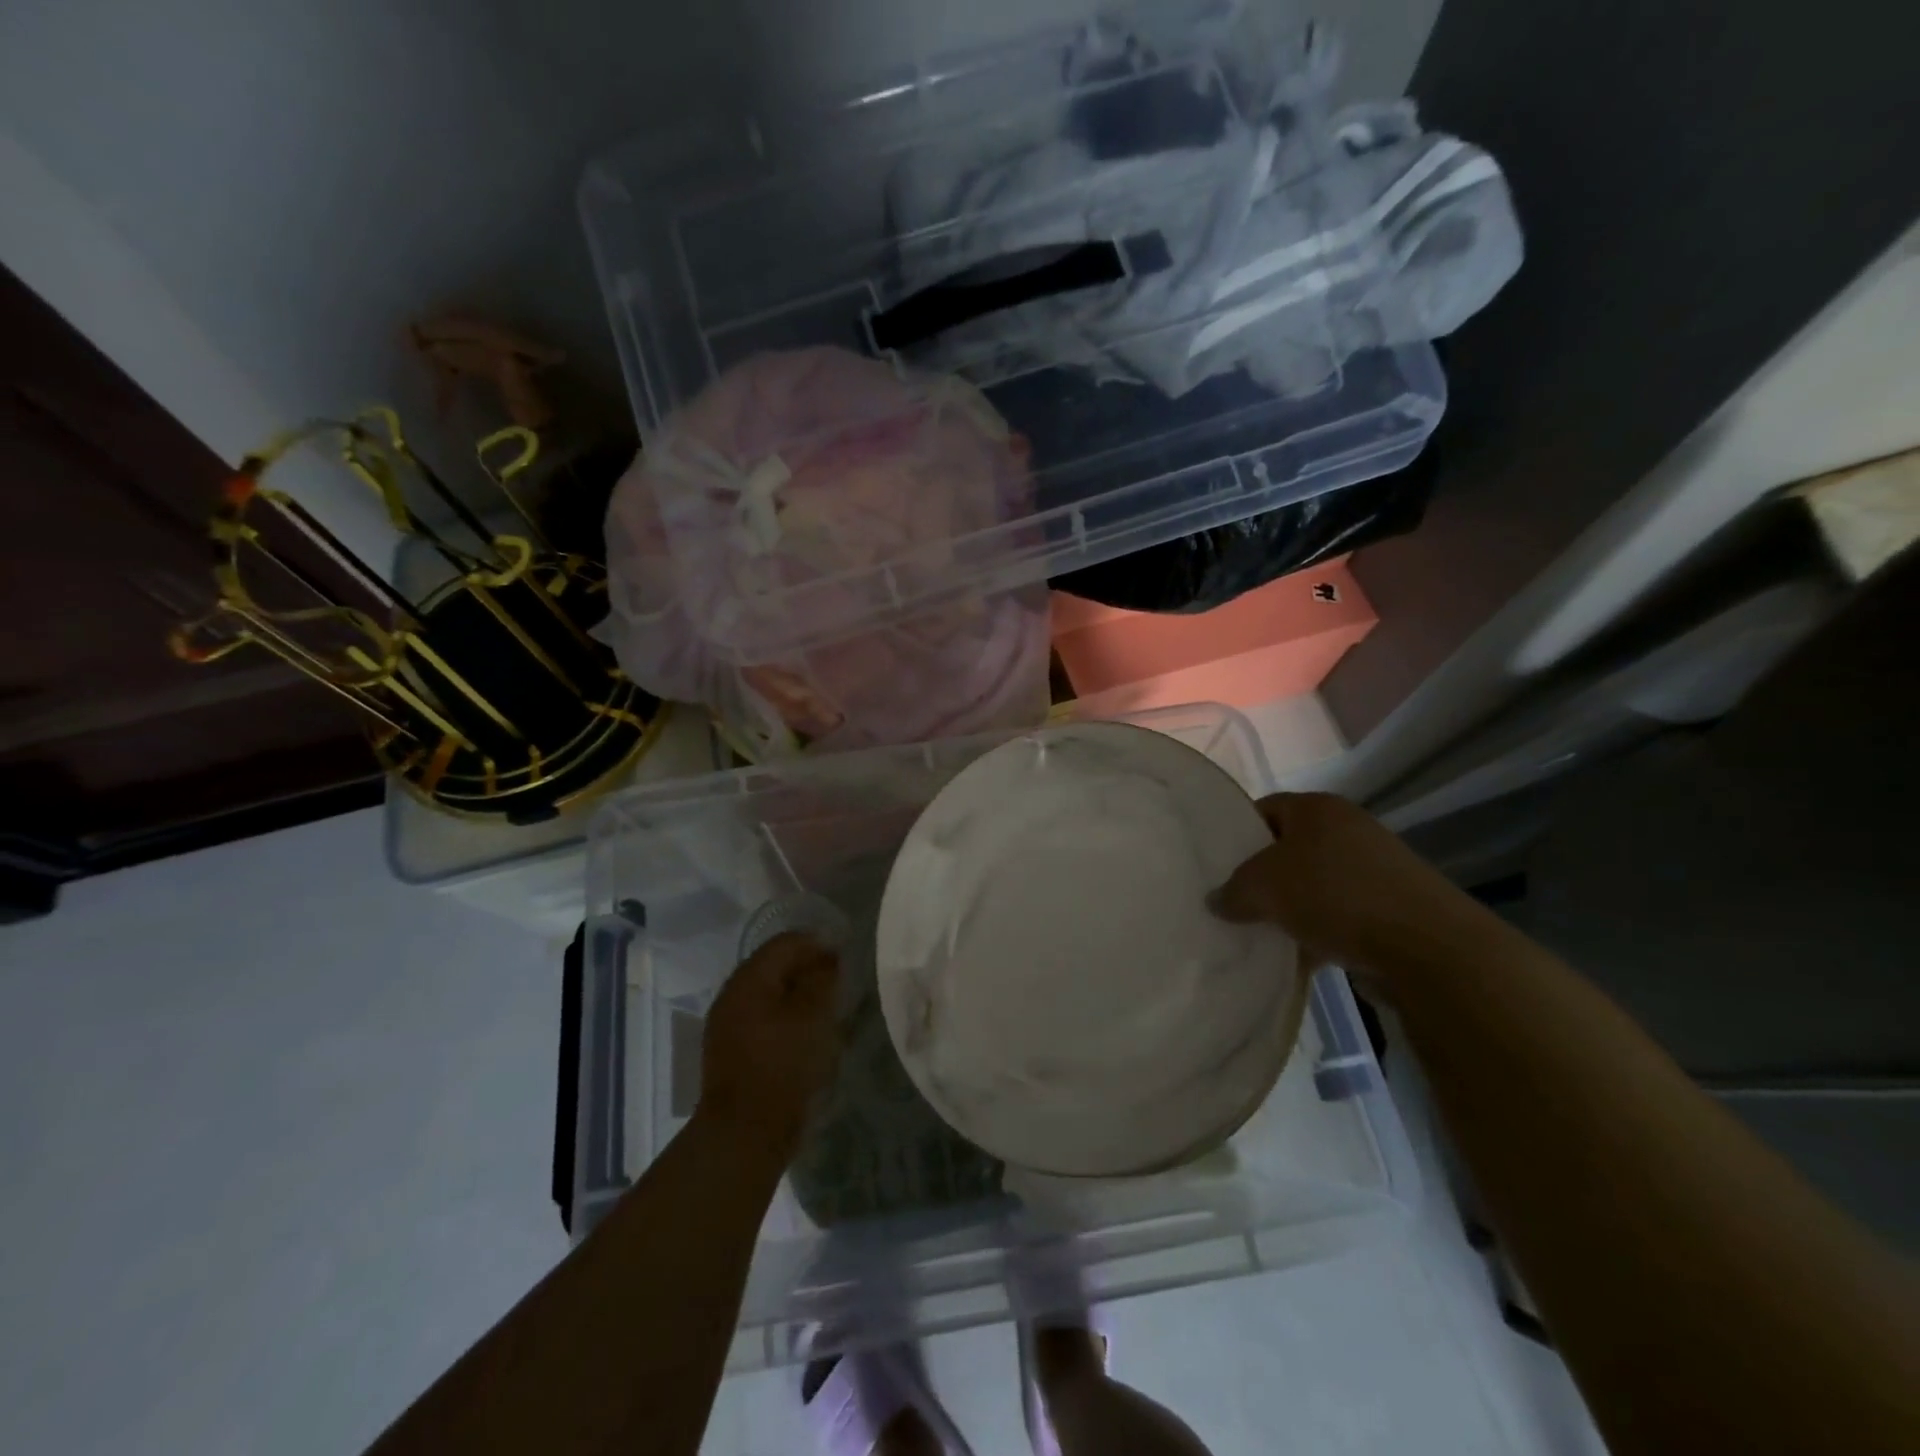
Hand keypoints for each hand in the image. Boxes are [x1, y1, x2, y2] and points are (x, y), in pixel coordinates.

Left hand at [698, 933, 840, 1161]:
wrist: (745, 1134)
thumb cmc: (783, 1066)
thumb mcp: (814, 1016)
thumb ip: (823, 980)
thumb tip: (827, 960)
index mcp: (748, 979)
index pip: (786, 943)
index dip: (819, 944)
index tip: (847, 959)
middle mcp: (732, 995)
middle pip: (775, 966)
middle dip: (809, 969)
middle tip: (840, 984)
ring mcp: (728, 1025)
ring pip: (770, 994)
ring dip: (799, 995)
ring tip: (829, 1010)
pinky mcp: (733, 1052)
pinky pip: (764, 1019)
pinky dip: (788, 1018)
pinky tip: (807, 1035)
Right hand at [1210, 793, 1481, 969]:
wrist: (1429, 948)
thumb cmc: (1336, 896)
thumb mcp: (1263, 887)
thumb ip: (1232, 890)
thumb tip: (1217, 900)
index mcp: (1317, 808)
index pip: (1263, 809)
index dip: (1236, 834)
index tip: (1216, 865)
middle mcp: (1347, 828)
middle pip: (1288, 848)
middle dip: (1261, 877)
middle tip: (1233, 902)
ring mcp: (1374, 868)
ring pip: (1313, 884)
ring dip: (1290, 908)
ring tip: (1262, 934)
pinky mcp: (1392, 905)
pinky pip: (1340, 914)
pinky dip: (1319, 932)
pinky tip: (1300, 958)